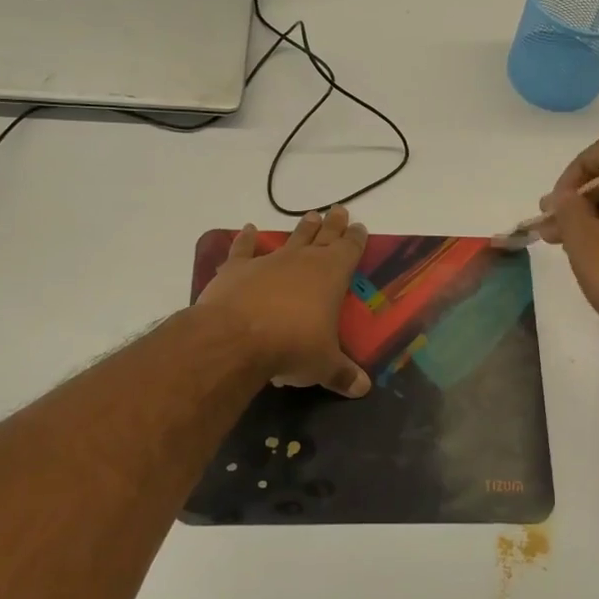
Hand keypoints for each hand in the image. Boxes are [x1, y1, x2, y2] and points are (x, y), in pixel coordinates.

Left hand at [196, 206, 371, 396]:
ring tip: (309, 216)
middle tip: (338, 210)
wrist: (236, 339)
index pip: (349, 250)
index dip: (355, 238)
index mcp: (331, 276)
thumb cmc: (292, 347)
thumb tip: (362, 389)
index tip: (359, 227)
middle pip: (322, 237)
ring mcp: (268, 262)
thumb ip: (342, 374)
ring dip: (301, 229)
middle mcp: (302, 261)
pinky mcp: (237, 269)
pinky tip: (248, 229)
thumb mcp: (323, 365)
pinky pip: (244, 249)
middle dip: (332, 224)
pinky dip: (246, 239)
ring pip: (289, 239)